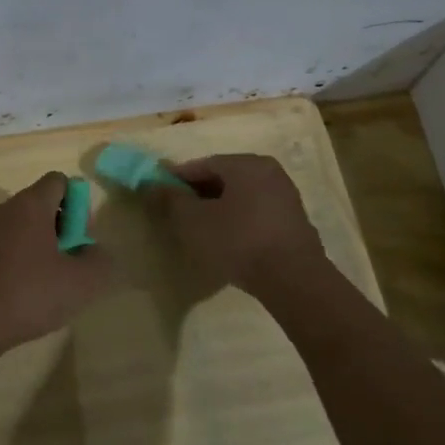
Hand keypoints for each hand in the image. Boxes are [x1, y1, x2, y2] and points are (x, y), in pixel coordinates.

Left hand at [0, 172, 119, 357]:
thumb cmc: (28, 293)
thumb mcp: (81, 282)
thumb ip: (100, 261)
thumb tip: (96, 253)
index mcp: (31, 204)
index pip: (60, 181)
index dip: (79, 204)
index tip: (81, 237)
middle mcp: (6, 211)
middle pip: (44, 205)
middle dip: (64, 230)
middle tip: (72, 264)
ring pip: (27, 230)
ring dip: (46, 250)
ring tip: (53, 285)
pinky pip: (10, 249)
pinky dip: (25, 265)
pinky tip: (29, 296)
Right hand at [145, 153, 327, 294]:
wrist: (293, 280)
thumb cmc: (238, 241)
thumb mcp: (194, 221)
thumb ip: (170, 199)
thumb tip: (151, 183)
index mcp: (246, 164)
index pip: (203, 164)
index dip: (177, 178)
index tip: (159, 193)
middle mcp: (269, 172)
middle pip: (223, 178)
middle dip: (198, 193)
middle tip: (177, 213)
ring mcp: (285, 196)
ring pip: (240, 196)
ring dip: (217, 208)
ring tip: (199, 229)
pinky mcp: (293, 221)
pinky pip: (255, 212)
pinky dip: (237, 220)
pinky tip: (226, 240)